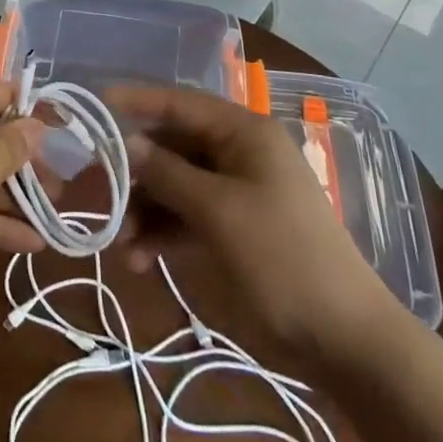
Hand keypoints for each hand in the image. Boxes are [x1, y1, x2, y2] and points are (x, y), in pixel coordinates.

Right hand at [108, 84, 398, 372]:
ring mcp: (236, 193)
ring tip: (120, 244)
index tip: (96, 103)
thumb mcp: (218, 211)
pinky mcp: (233, 229)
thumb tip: (126, 144)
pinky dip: (162, 234)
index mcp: (243, 134)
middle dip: (135, 172)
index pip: (180, 103)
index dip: (137, 101)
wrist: (345, 340)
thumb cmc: (283, 258)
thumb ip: (167, 173)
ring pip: (175, 186)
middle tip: (96, 192)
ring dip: (145, 210)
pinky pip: (187, 218)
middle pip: (172, 147)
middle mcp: (237, 154)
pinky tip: (139, 260)